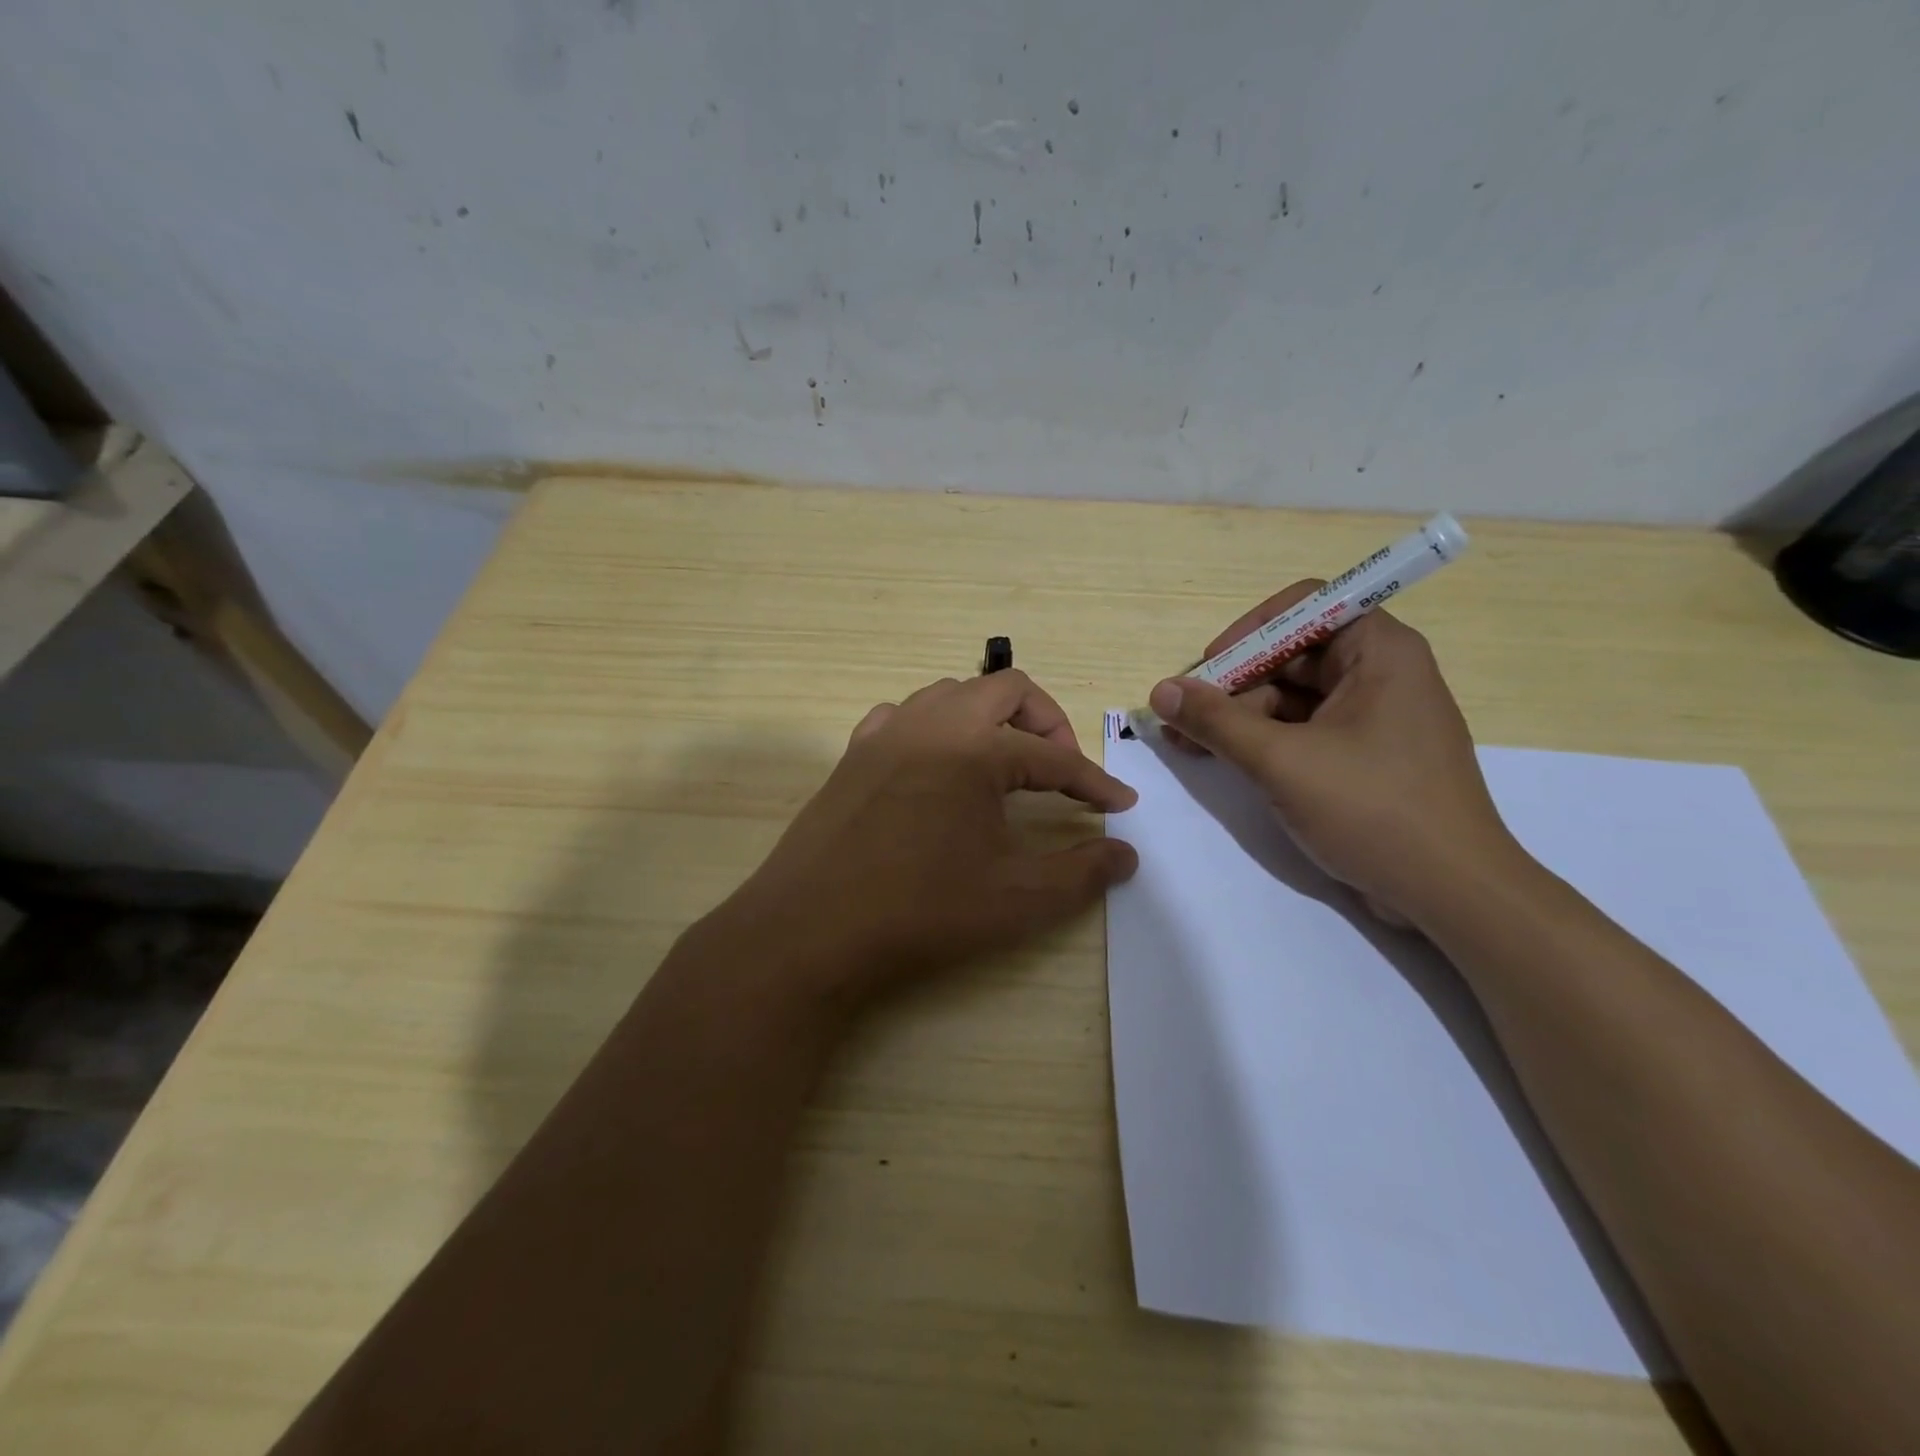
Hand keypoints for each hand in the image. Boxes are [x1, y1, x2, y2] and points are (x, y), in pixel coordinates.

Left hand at [716, 671, 1138, 1005]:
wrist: (811, 930)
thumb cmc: (921, 911)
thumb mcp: (1016, 899)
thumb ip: (1081, 873)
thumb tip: (1126, 854)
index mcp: (976, 749)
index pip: (1054, 757)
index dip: (1094, 782)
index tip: (1120, 805)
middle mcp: (932, 723)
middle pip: (1006, 690)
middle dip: (1046, 723)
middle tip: (1060, 770)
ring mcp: (886, 733)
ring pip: (952, 694)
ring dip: (989, 718)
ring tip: (1004, 764)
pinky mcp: (853, 753)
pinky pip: (904, 716)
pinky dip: (935, 727)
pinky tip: (937, 766)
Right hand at [1149, 583, 1517, 928]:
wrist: (1452, 895)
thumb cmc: (1373, 810)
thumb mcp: (1282, 761)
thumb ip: (1216, 721)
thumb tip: (1161, 691)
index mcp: (1379, 652)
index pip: (1306, 605)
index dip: (1251, 629)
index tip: (1209, 666)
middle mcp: (1381, 674)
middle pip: (1292, 654)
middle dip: (1233, 683)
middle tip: (1183, 716)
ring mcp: (1374, 718)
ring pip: (1293, 697)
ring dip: (1239, 716)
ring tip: (1187, 744)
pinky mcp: (1365, 757)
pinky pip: (1304, 731)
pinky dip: (1262, 741)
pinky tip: (1221, 759)